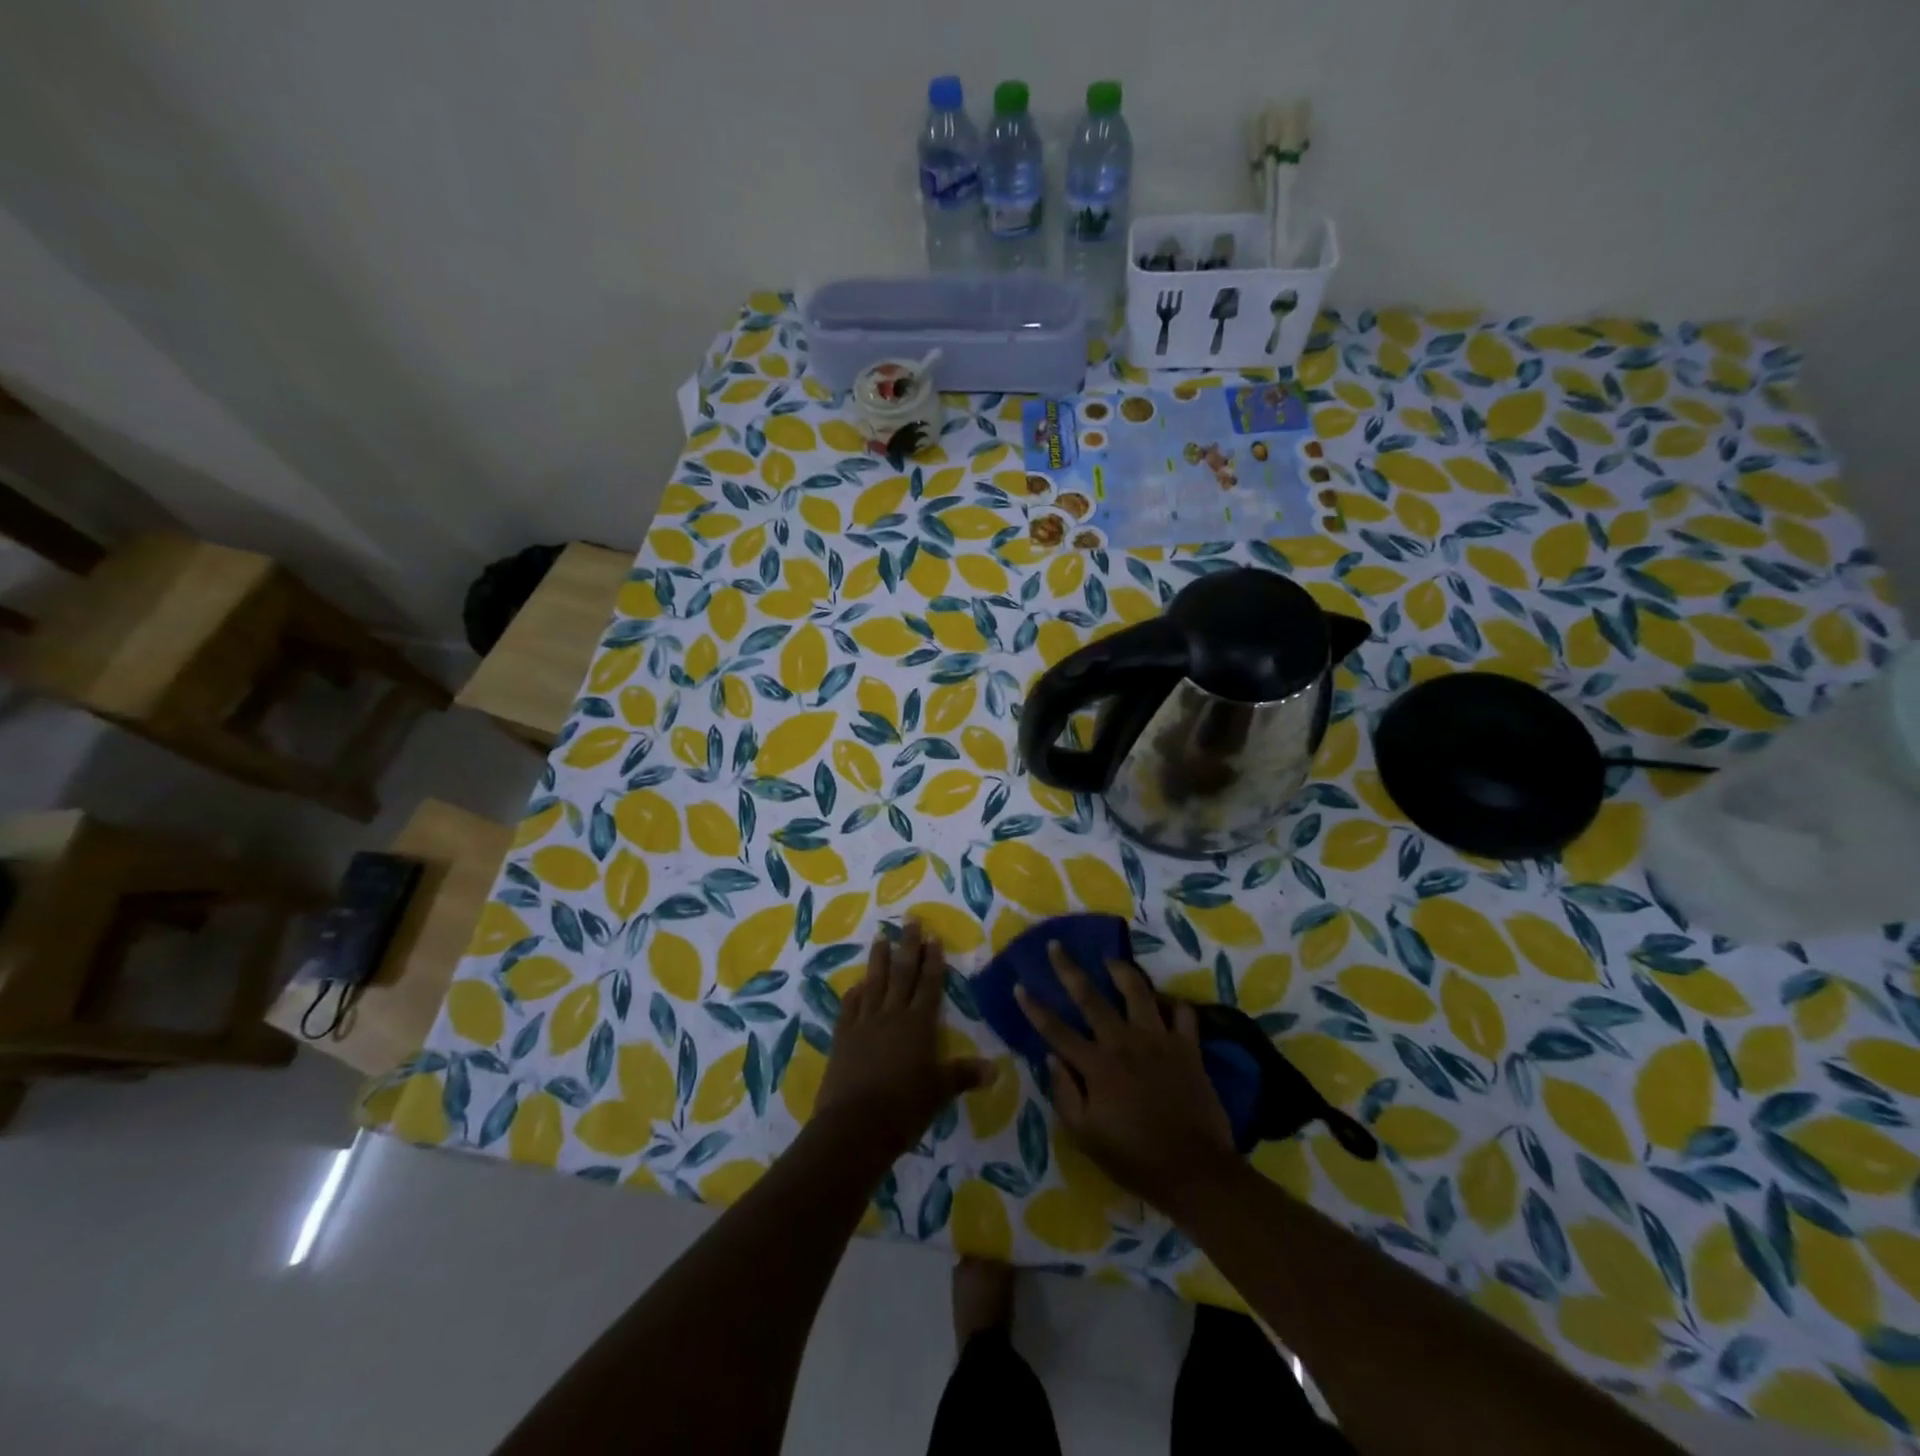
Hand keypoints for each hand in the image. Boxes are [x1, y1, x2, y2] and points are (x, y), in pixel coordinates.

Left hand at [816, 920, 989, 1158]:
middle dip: (908, 946)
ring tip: (880, 937)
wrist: (854, 1126)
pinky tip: (856, 985)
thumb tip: (995, 1070)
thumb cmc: (904, 1108)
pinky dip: (854, 993)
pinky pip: (849, 1007)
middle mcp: (892, 1016)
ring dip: (878, 959)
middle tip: (910, 920)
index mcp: (918, 1025)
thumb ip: (964, 1075)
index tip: (933, 936)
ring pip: (874, 983)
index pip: (928, 985)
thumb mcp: (939, 1092)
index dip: (932, 961)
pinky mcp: (842, 1038)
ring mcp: (864, 1024)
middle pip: (902, 974)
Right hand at [1016, 943, 1236, 1215]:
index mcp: (1096, 1066)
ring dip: (1122, 971)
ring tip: (1111, 961)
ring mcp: (1159, 1041)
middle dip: (1069, 969)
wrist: (1195, 1171)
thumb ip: (1065, 1094)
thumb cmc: (1135, 1158)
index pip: (1056, 1030)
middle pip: (1090, 997)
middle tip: (1056, 946)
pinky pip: (1183, 1013)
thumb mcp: (1086, 1137)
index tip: (1020, 985)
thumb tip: (1051, 1058)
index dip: (1035, 1008)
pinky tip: (1165, 1003)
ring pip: (1138, 991)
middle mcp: (1124, 1043)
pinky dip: (1174, 1004)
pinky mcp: (1188, 1047)